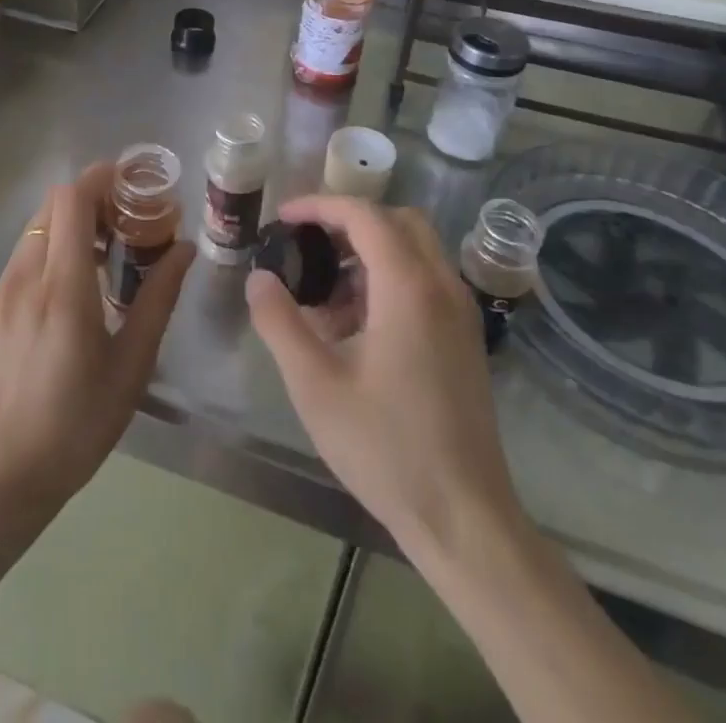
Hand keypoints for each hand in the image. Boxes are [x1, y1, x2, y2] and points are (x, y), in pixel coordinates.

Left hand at [0, 161, 193, 524]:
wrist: (4, 475)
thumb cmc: (79, 424)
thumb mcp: (132, 364)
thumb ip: (159, 298)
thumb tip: (185, 249)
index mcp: (63, 288)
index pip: (71, 200)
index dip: (101, 177)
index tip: (135, 181)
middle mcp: (27, 276)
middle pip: (54, 203)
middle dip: (92, 195)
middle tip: (131, 216)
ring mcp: (5, 288)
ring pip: (38, 224)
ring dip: (73, 218)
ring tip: (110, 246)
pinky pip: (28, 249)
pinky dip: (55, 240)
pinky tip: (81, 277)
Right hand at [246, 195, 525, 564]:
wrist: (465, 519)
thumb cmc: (386, 447)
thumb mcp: (315, 385)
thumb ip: (280, 322)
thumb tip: (260, 277)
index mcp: (409, 287)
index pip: (364, 215)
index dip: (319, 206)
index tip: (283, 217)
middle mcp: (442, 287)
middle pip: (397, 221)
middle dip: (349, 221)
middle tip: (307, 243)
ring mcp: (460, 313)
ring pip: (415, 250)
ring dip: (369, 252)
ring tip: (324, 294)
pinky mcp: (464, 338)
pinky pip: (425, 281)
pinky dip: (389, 278)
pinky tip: (356, 326)